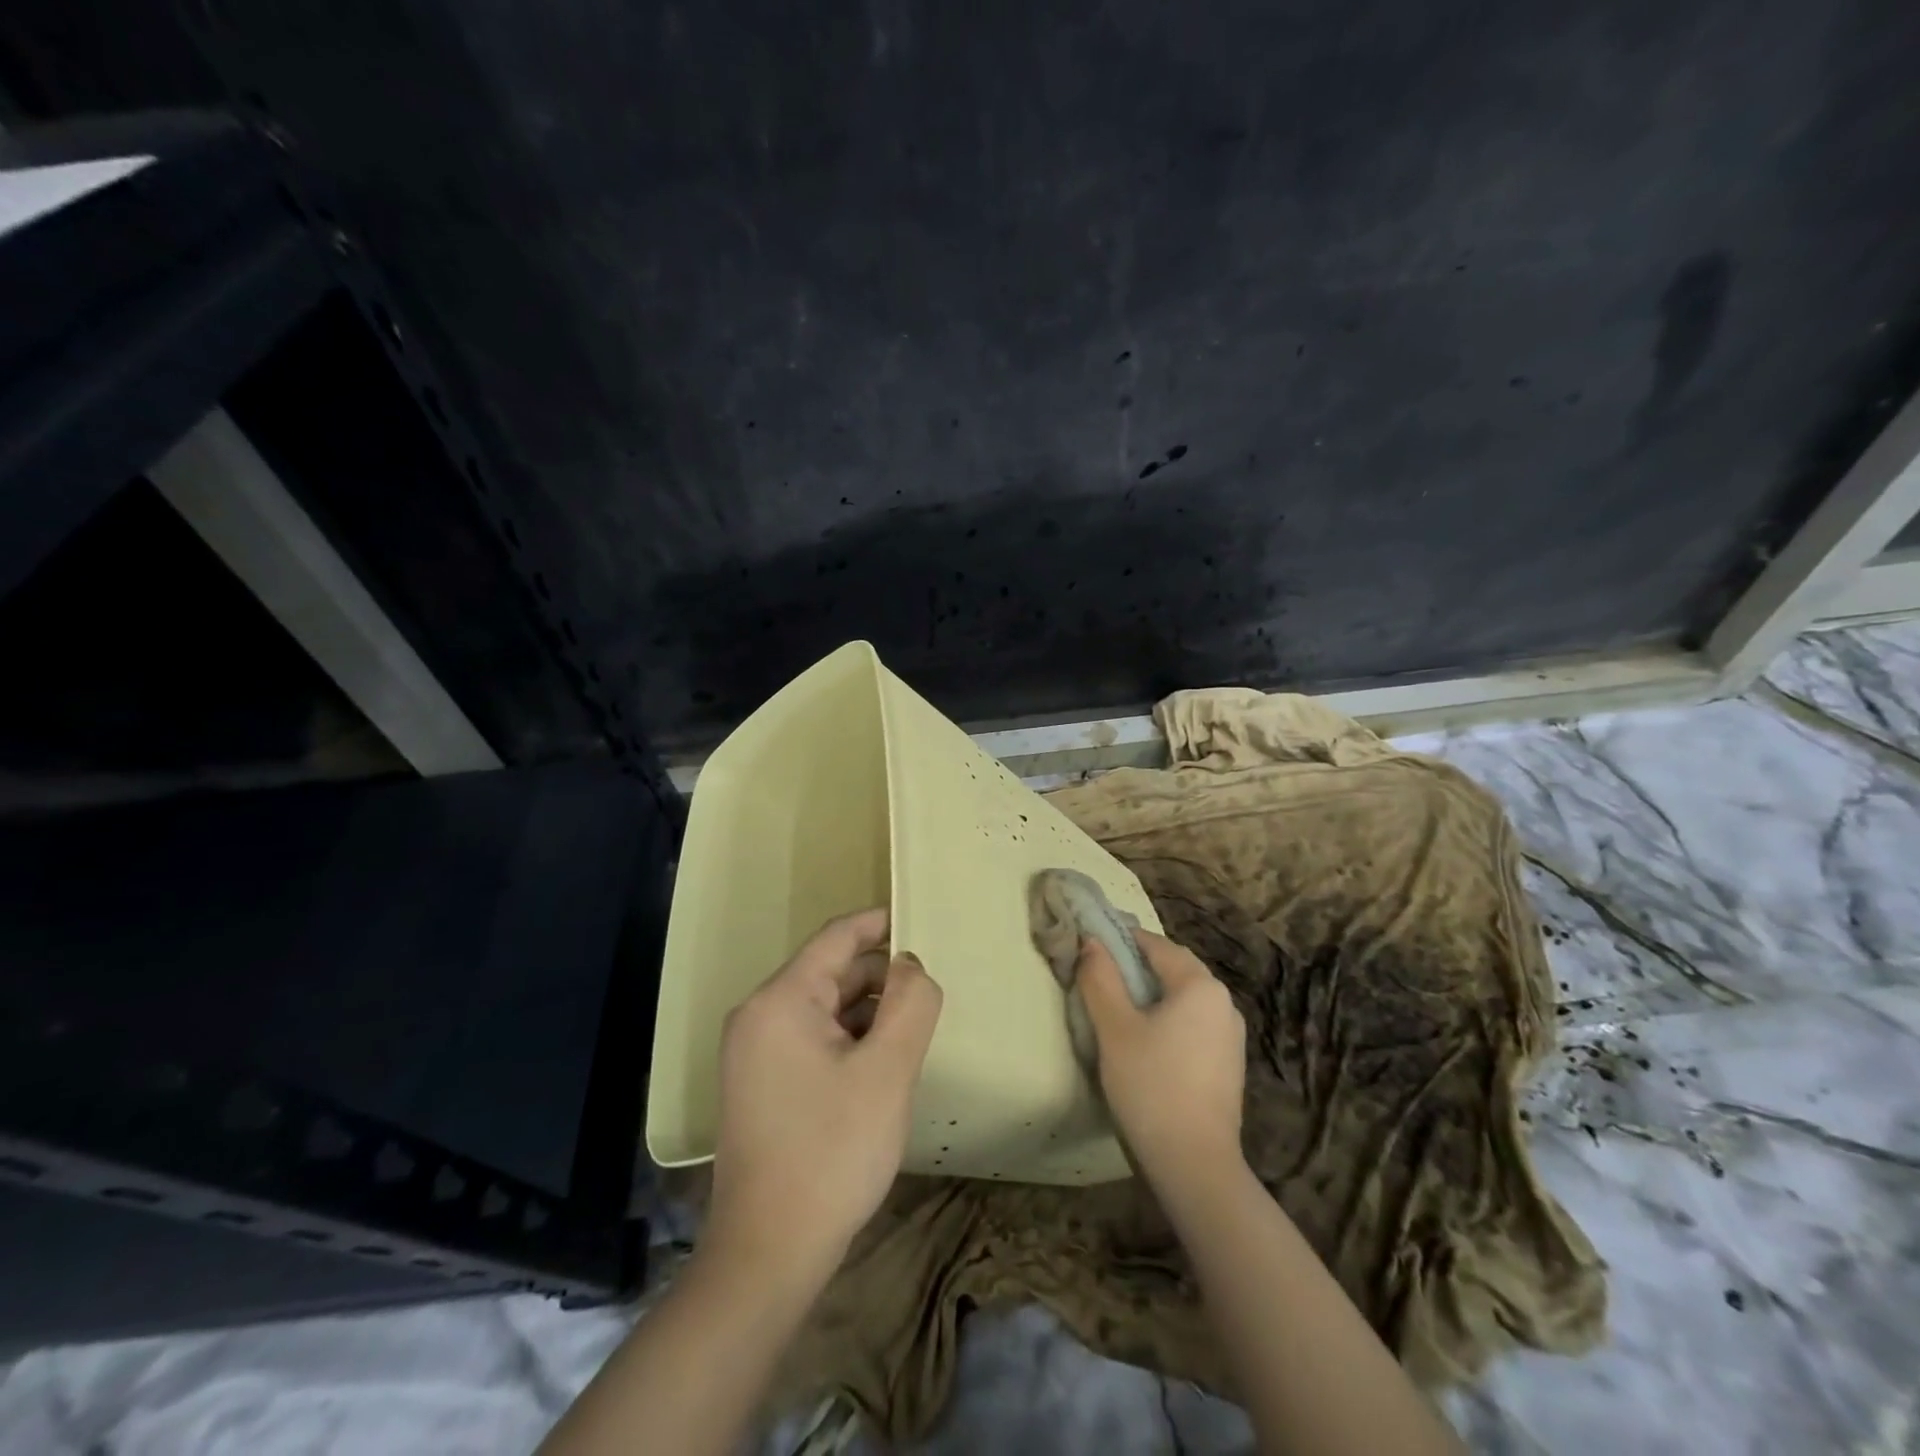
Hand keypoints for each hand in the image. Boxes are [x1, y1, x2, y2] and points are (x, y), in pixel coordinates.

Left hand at [705, 908, 942, 1290]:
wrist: (768, 1255)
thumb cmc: (832, 1152)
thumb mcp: (887, 1071)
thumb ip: (910, 1004)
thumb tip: (911, 965)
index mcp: (780, 1000)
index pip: (837, 938)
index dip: (880, 924)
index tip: (921, 919)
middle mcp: (759, 1016)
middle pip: (830, 972)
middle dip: (881, 976)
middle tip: (930, 992)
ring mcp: (755, 1053)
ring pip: (824, 1008)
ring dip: (869, 1011)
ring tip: (913, 1029)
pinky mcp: (762, 1084)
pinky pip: (813, 1039)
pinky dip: (849, 1039)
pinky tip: (881, 1063)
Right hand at [1078, 930, 1245, 1184]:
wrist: (1195, 1165)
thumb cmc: (1151, 1085)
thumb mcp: (1114, 1028)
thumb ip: (1100, 979)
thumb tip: (1091, 943)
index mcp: (1200, 985)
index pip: (1155, 944)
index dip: (1120, 940)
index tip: (1089, 946)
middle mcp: (1223, 1002)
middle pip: (1173, 968)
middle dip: (1136, 967)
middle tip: (1098, 977)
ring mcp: (1230, 1035)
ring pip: (1183, 998)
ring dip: (1152, 995)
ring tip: (1116, 1009)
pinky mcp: (1228, 1064)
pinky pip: (1193, 1024)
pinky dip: (1168, 1020)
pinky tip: (1145, 1042)